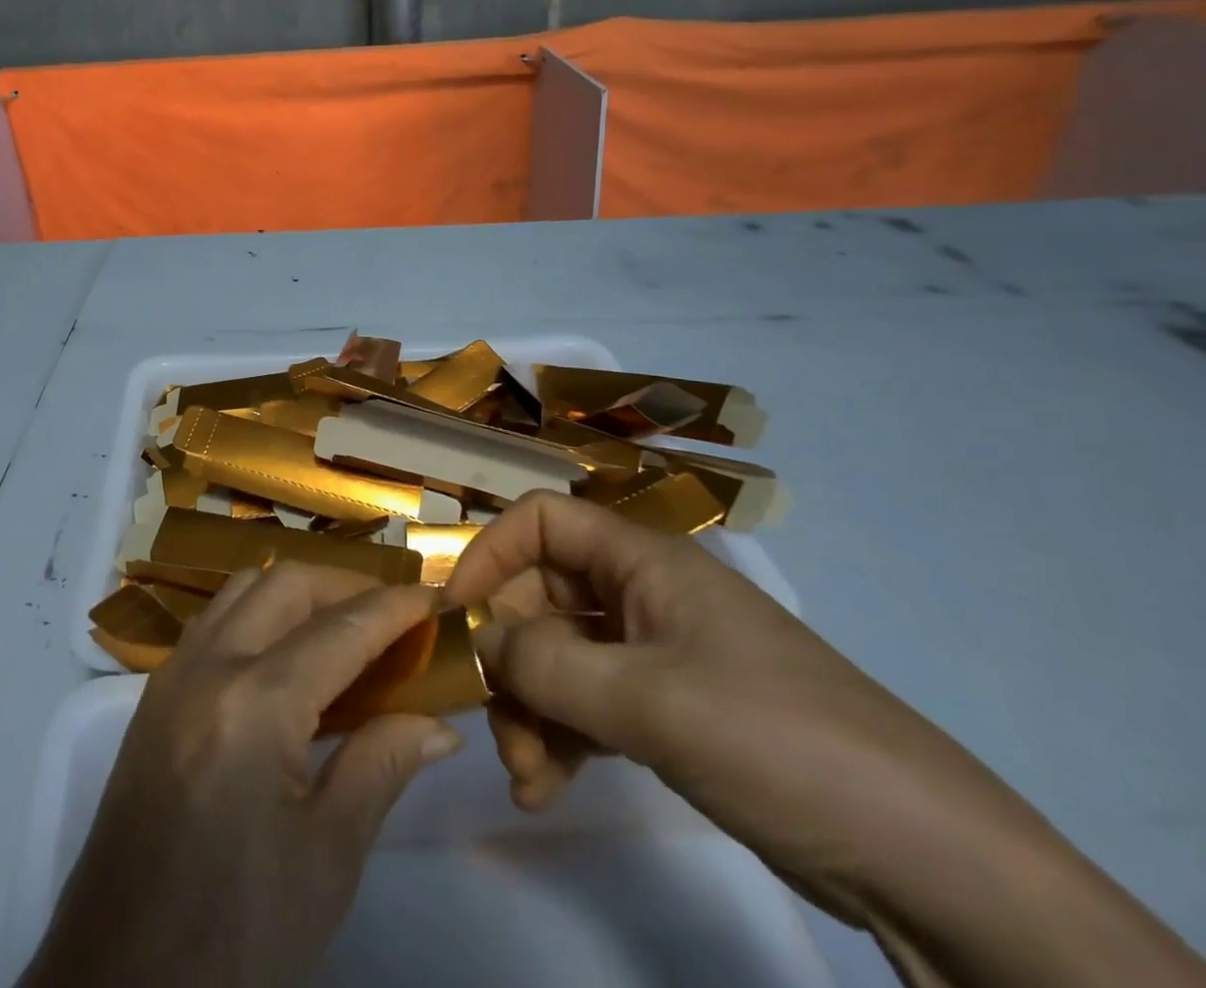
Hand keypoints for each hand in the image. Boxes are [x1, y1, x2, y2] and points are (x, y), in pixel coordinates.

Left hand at [20, 564, 463, 987]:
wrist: (120, 981)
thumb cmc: (237, 933)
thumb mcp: (326, 859)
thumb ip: (381, 767)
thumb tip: (438, 724)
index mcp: (254, 703)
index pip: (340, 629)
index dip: (393, 608)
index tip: (433, 598)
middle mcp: (208, 665)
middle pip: (285, 583)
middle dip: (345, 584)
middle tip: (393, 615)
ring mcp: (173, 674)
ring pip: (243, 589)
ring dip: (298, 591)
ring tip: (345, 625)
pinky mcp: (155, 695)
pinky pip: (215, 620)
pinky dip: (259, 612)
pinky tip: (287, 653)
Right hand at [445, 491, 1205, 987]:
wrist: (926, 859)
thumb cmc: (775, 739)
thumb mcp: (647, 699)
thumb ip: (546, 664)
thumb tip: (479, 641)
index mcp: (643, 562)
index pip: (541, 522)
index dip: (490, 555)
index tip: (456, 616)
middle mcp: (643, 596)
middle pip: (541, 599)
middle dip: (510, 661)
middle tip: (497, 729)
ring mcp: (657, 655)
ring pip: (560, 658)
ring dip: (530, 711)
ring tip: (527, 777)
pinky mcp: (671, 711)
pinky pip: (589, 704)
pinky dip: (561, 739)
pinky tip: (546, 789)